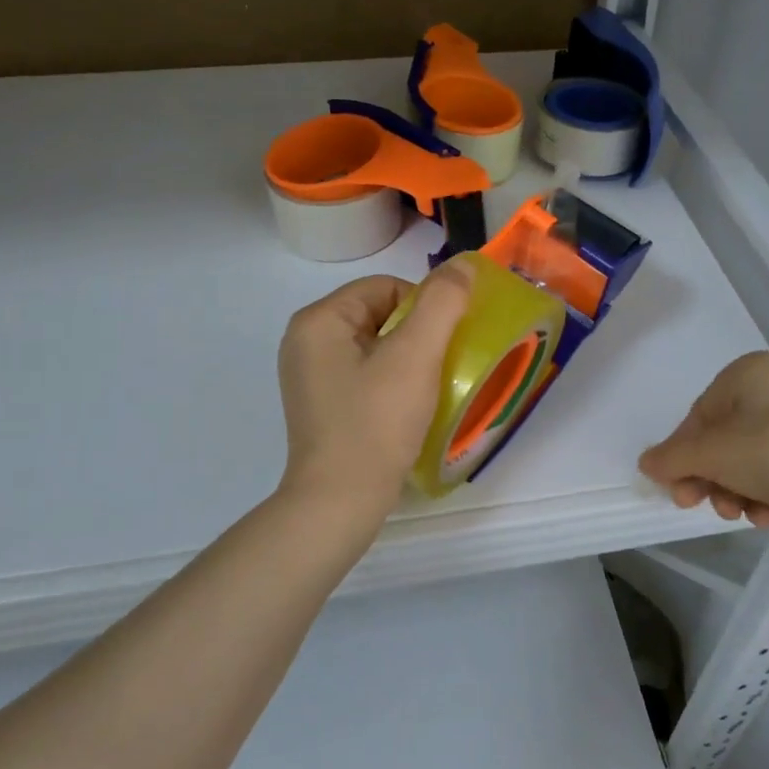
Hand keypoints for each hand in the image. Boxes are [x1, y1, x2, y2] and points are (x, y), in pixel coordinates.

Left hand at [276, 264, 472, 520]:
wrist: (339, 503)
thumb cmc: (376, 423)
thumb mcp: (415, 356)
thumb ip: (442, 303)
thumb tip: (463, 265)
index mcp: (319, 320)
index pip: (386, 287)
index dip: (425, 308)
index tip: (446, 344)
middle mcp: (306, 342)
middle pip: (380, 315)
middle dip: (418, 336)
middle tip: (443, 367)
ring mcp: (311, 376)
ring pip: (376, 347)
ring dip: (410, 361)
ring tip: (431, 388)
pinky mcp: (322, 406)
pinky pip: (366, 375)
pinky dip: (393, 383)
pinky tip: (410, 408)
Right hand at [638, 351, 768, 540]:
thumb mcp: (711, 454)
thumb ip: (671, 458)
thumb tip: (646, 463)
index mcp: (750, 371)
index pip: (700, 414)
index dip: (682, 453)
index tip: (674, 487)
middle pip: (722, 438)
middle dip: (708, 477)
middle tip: (695, 504)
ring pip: (746, 458)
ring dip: (732, 489)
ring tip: (736, 513)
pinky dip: (762, 492)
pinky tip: (764, 515)